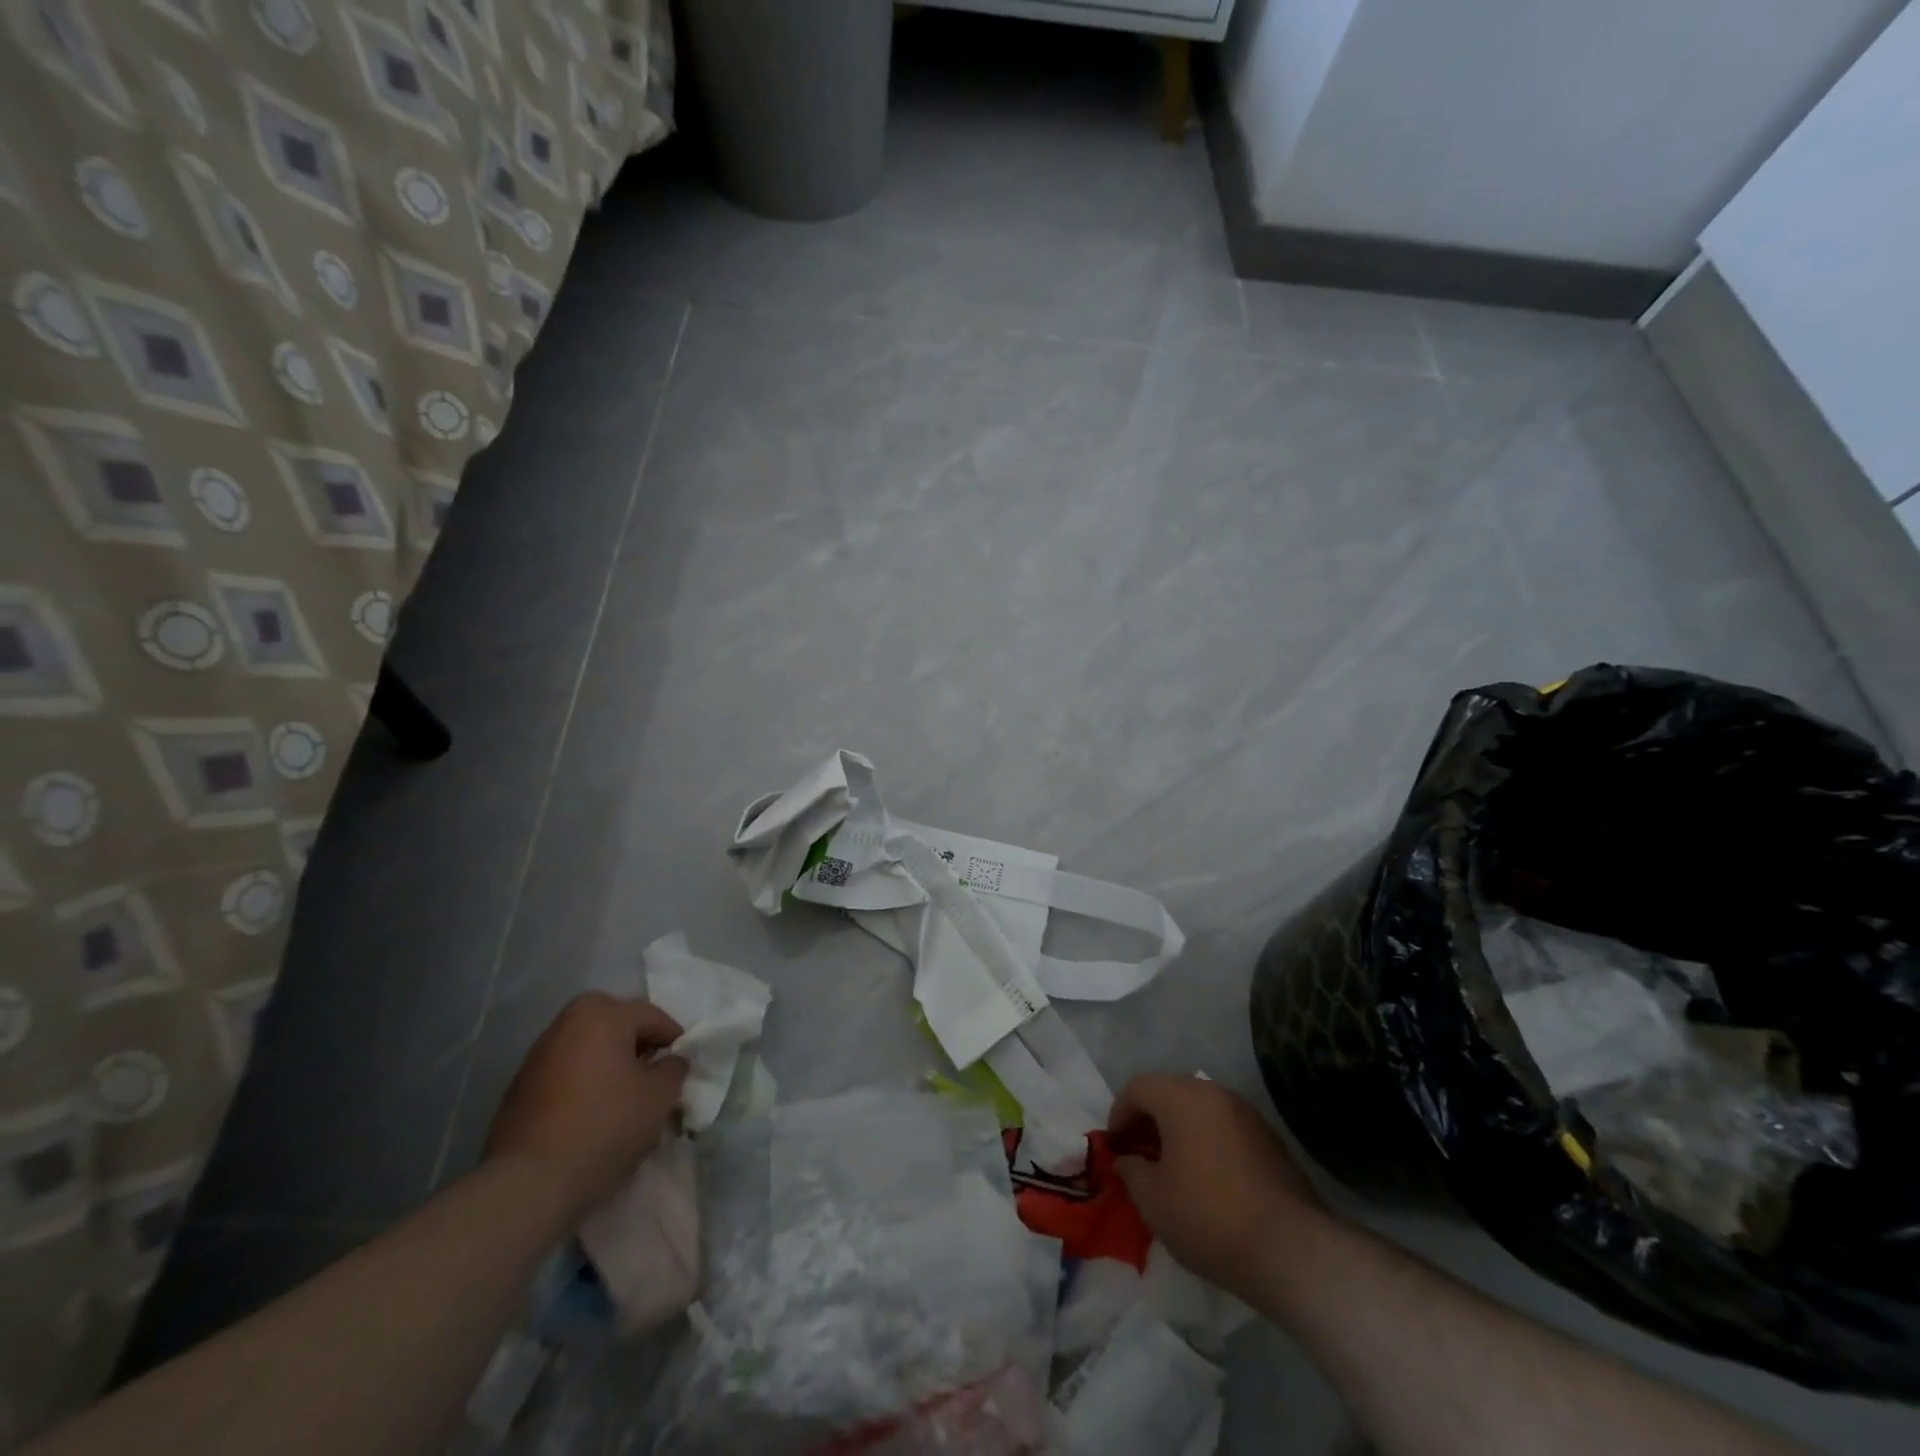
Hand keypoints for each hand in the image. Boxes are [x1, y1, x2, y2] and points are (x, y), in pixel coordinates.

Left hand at [484, 993, 687, 1225]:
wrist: (530, 1184)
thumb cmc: (605, 1126)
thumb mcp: (660, 1096)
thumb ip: (674, 1068)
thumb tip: (671, 1061)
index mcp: (600, 1014)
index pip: (652, 1017)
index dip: (675, 1041)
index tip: (684, 1068)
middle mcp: (565, 1024)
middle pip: (616, 1027)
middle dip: (638, 1047)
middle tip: (654, 1077)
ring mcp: (536, 1057)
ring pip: (589, 1051)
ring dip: (609, 1067)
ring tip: (625, 1101)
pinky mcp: (518, 1091)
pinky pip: (566, 1076)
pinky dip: (584, 1086)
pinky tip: (594, 1117)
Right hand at [1108, 1073, 1322, 1292]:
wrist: (1289, 1249)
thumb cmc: (1208, 1217)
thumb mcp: (1153, 1201)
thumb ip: (1131, 1172)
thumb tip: (1127, 1160)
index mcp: (1181, 1098)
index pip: (1139, 1087)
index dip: (1120, 1112)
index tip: (1116, 1145)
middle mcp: (1214, 1093)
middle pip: (1170, 1091)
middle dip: (1150, 1118)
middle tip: (1141, 1153)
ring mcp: (1246, 1113)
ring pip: (1201, 1108)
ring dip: (1181, 1128)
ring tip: (1175, 1167)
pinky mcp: (1270, 1138)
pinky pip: (1226, 1126)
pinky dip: (1208, 1140)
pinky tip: (1210, 1177)